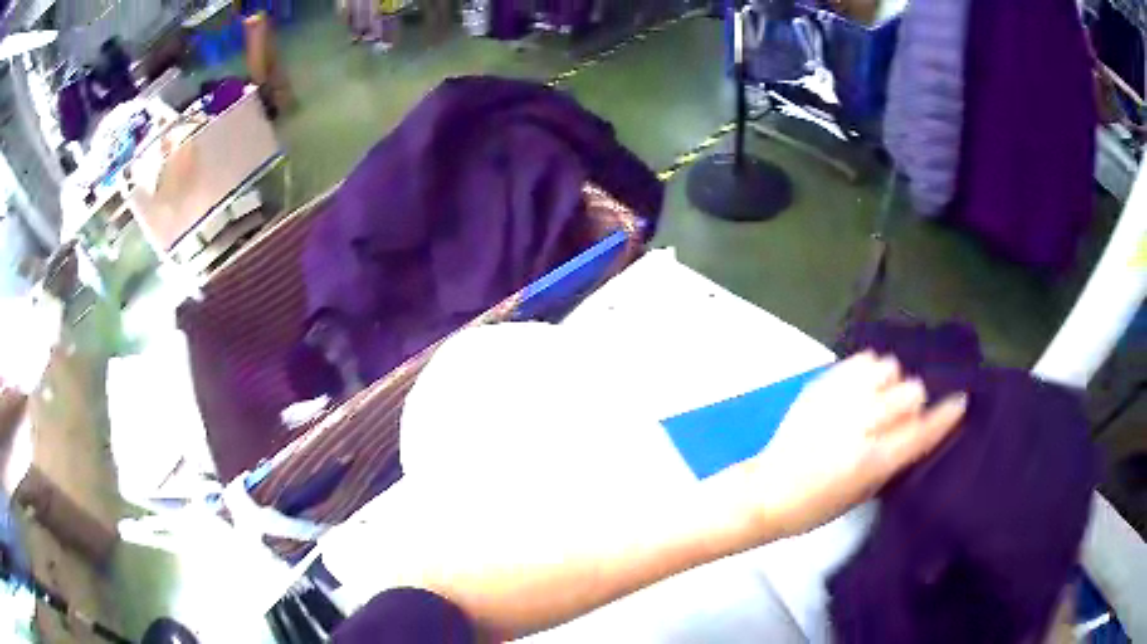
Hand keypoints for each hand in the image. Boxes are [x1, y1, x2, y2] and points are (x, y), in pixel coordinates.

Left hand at [747, 352, 966, 537]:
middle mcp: (860, 424)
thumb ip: (894, 460)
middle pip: (910, 391)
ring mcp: (839, 400)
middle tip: (901, 415)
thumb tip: (917, 430)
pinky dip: (869, 371)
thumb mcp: (863, 494)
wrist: (766, 491)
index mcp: (872, 460)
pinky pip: (860, 361)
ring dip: (891, 382)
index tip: (960, 402)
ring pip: (888, 367)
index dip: (945, 415)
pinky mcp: (820, 385)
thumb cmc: (815, 507)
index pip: (922, 430)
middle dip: (914, 402)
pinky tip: (863, 386)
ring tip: (879, 397)